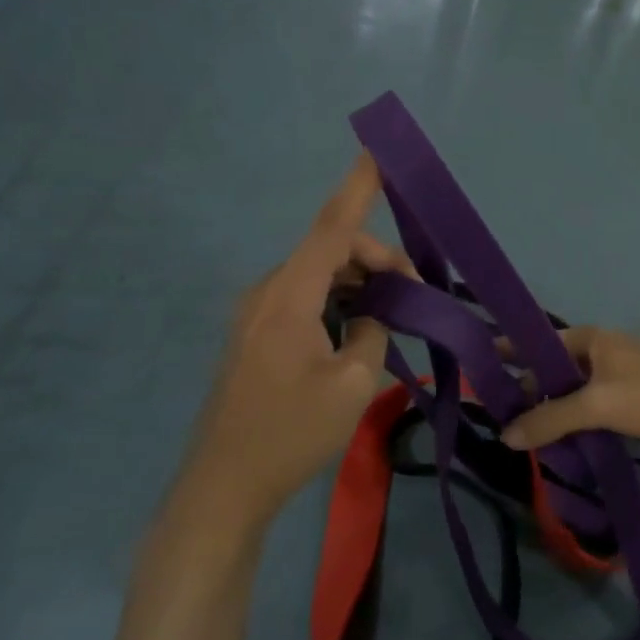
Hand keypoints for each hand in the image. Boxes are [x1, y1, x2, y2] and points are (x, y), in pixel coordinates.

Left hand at [183, 154, 412, 523]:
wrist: (223, 488)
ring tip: (394, 312)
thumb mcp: (352, 384)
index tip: (376, 151)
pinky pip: (303, 302)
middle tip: (416, 291)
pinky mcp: (255, 339)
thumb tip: (370, 317)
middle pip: (329, 253)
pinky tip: (358, 332)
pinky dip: (336, 304)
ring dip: (357, 284)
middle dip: (376, 260)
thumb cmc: (290, 433)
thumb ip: (371, 334)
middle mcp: (267, 293)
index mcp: (288, 295)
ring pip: (317, 278)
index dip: (357, 187)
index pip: (331, 228)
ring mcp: (256, 316)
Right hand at [498, 326, 639, 455]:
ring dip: (551, 412)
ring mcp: (616, 376)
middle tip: (499, 419)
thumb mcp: (598, 404)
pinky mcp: (631, 400)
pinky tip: (561, 443)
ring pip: (571, 393)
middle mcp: (599, 352)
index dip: (508, 353)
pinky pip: (591, 409)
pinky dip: (574, 422)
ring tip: (523, 436)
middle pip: (552, 371)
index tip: (477, 366)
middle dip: (528, 392)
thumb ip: (551, 419)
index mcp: (589, 339)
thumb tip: (506, 435)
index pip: (536, 342)